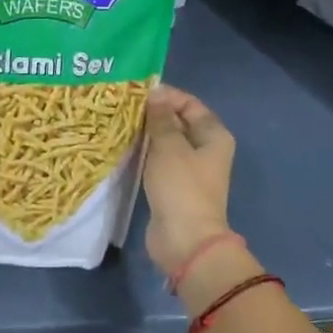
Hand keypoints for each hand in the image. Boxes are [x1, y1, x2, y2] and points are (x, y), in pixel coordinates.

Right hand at [141, 84, 236, 275]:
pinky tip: (124, 148)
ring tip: (119, 123)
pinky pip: (158, 161)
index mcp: (214, 135)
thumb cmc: (181, 187)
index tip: (137, 92)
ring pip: (167, 143)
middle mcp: (206, 150)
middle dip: (154, 114)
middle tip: (123, 106)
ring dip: (147, 134)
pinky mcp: (174, 187)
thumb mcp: (169, 146)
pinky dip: (145, 154)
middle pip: (179, 122)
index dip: (166, 95)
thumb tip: (155, 94)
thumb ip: (161, 118)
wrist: (185, 240)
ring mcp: (190, 170)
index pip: (190, 104)